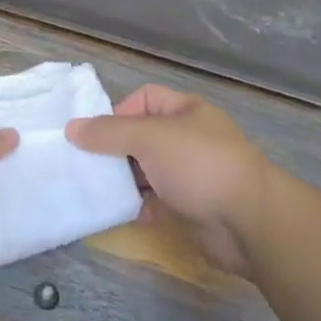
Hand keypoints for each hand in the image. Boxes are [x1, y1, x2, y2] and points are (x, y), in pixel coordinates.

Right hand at [67, 85, 271, 274]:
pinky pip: (155, 202)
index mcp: (185, 110)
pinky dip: (136, 206)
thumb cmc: (199, 164)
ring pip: (146, 171)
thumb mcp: (149, 138)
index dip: (118, 112)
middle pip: (141, 137)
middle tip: (85, 165)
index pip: (144, 99)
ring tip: (94, 189)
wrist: (249, 221)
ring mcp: (190, 174)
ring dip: (123, 180)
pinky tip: (115, 213)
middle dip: (114, 150)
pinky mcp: (189, 208)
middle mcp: (187, 138)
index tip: (95, 135)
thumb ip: (109, 133)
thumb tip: (72, 128)